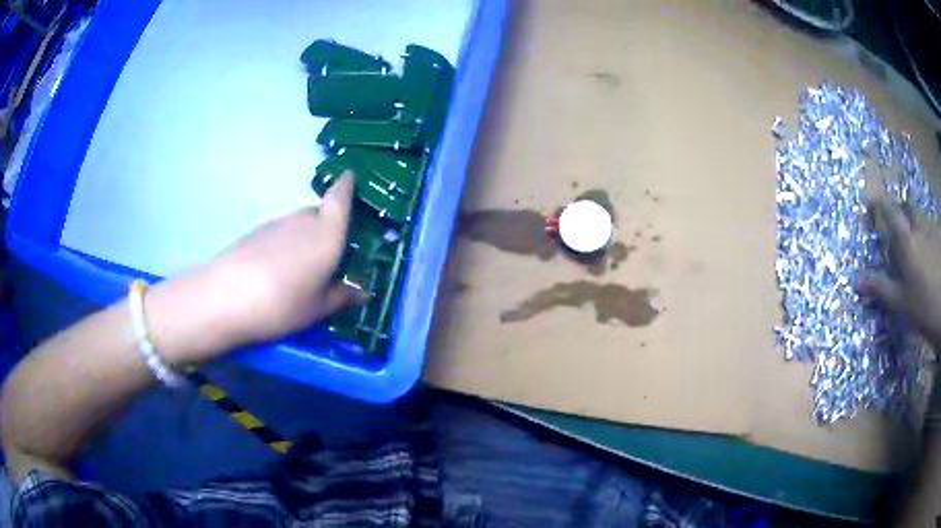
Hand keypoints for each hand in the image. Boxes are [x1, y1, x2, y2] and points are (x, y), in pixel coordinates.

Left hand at [196, 171, 362, 347]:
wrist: (227, 297)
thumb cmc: (283, 304)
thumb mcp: (318, 308)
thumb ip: (342, 297)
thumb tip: (363, 293)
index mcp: (327, 234)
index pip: (340, 198)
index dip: (346, 185)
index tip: (350, 177)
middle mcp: (303, 221)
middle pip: (319, 212)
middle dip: (328, 223)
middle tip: (332, 249)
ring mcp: (276, 224)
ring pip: (298, 224)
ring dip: (305, 236)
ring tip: (305, 266)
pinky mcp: (255, 233)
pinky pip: (280, 233)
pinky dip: (286, 244)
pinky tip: (280, 269)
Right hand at [858, 196, 940, 347]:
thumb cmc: (923, 307)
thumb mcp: (900, 303)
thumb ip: (881, 288)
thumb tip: (858, 280)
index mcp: (906, 240)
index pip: (889, 210)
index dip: (880, 204)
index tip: (872, 204)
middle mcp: (919, 227)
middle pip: (908, 208)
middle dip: (903, 212)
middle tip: (900, 226)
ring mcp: (933, 230)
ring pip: (922, 218)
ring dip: (917, 224)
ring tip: (918, 243)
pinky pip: (933, 228)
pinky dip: (929, 236)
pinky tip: (931, 253)